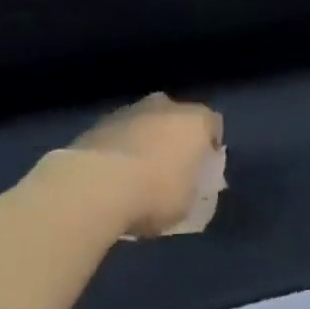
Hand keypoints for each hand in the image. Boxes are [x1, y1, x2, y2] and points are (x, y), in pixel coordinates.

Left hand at [66, 93, 224, 237]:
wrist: (97, 184)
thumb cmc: (156, 193)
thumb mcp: (188, 202)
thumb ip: (192, 185)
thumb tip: (186, 181)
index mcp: (194, 121)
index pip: (212, 124)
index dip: (210, 145)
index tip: (205, 167)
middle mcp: (164, 106)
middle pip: (176, 117)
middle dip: (175, 137)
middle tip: (171, 166)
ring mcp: (129, 110)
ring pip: (144, 122)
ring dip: (145, 140)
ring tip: (138, 172)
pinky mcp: (99, 122)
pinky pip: (119, 133)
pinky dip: (120, 147)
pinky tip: (114, 173)